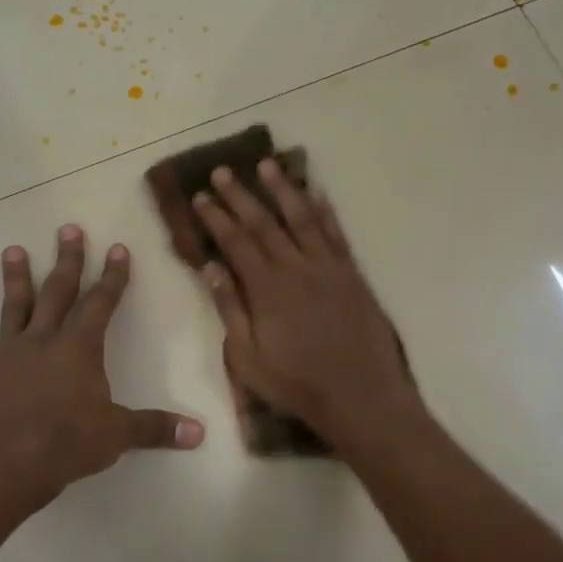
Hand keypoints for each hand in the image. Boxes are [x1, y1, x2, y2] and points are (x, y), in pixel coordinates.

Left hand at [0, 225, 203, 515]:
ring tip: (12, 250)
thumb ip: (156, 429)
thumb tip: (200, 434)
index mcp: (79, 349)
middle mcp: (42, 342)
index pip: (101, 304)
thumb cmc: (65, 444)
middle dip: (66, 262)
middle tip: (68, 229)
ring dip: (14, 281)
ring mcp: (6, 357)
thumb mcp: (118, 436)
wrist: (2, 467)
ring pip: (12, 310)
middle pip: (57, 294)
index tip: (118, 248)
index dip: (113, 277)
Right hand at [193, 160, 421, 445]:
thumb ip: (230, 310)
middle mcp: (297, 268)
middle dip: (241, 195)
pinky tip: (316, 193)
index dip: (216, 217)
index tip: (201, 196)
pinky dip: (325, 210)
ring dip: (283, 189)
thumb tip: (210, 268)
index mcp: (267, 289)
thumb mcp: (248, 359)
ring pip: (302, 218)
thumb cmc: (298, 384)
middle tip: (223, 170)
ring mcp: (328, 268)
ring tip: (266, 165)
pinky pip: (336, 233)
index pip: (235, 242)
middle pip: (264, 223)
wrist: (361, 396)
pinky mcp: (352, 274)